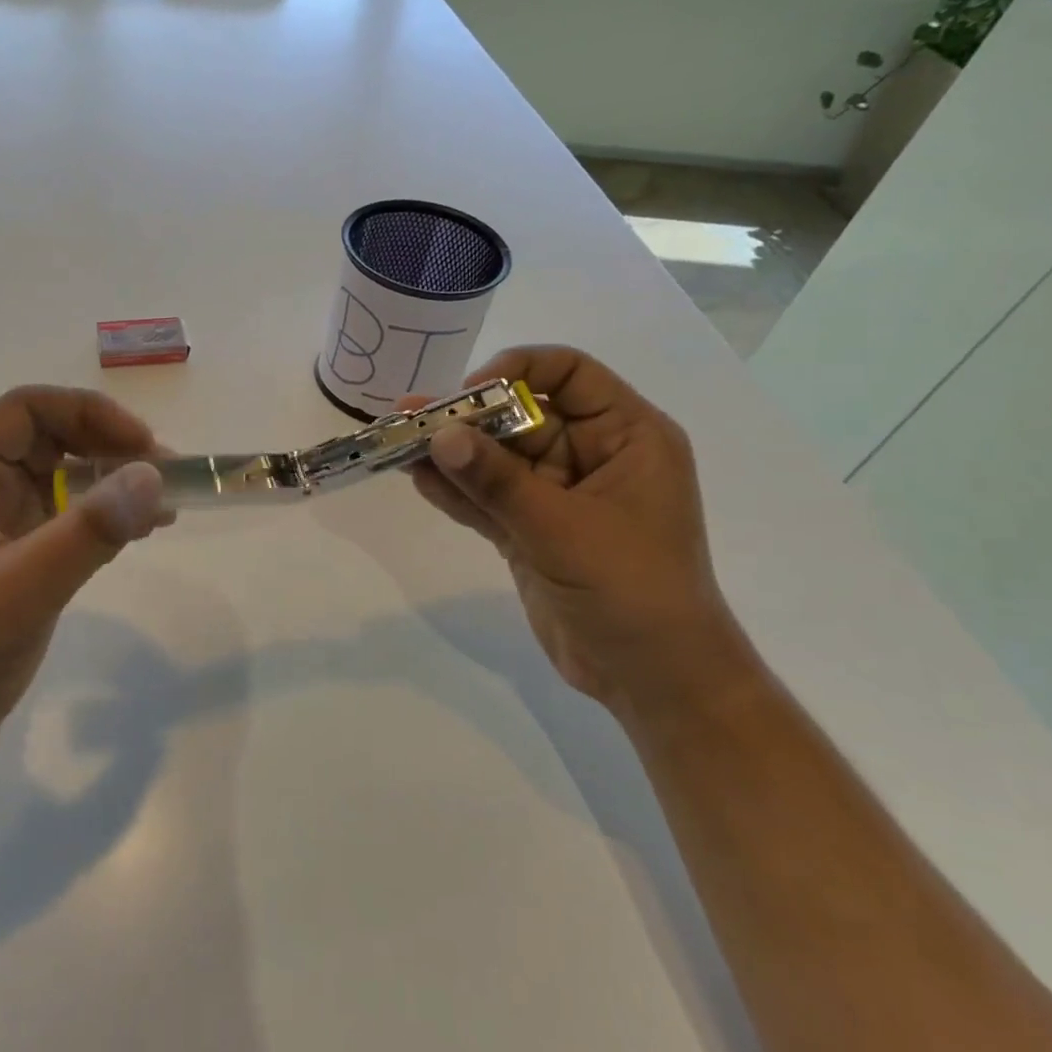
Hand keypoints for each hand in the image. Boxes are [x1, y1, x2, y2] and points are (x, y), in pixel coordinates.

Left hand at [0, 387, 170, 790]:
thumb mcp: (22, 588)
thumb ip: (89, 530)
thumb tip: (153, 476)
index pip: (28, 409)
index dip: (91, 414)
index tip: (145, 447)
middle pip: (50, 438)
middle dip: (110, 448)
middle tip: (168, 478)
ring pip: (62, 480)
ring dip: (113, 483)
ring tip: (165, 505)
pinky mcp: (10, 563)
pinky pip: (64, 520)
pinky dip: (103, 518)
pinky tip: (140, 531)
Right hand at [408, 346, 752, 718]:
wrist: (652, 680)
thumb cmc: (631, 590)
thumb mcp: (562, 529)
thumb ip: (498, 481)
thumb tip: (439, 435)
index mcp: (627, 437)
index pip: (572, 374)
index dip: (519, 371)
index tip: (471, 394)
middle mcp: (593, 457)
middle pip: (523, 416)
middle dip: (469, 418)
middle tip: (412, 417)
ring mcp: (559, 496)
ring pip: (499, 460)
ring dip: (453, 453)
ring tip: (400, 443)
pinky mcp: (533, 531)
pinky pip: (490, 499)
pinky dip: (457, 491)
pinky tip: (418, 479)